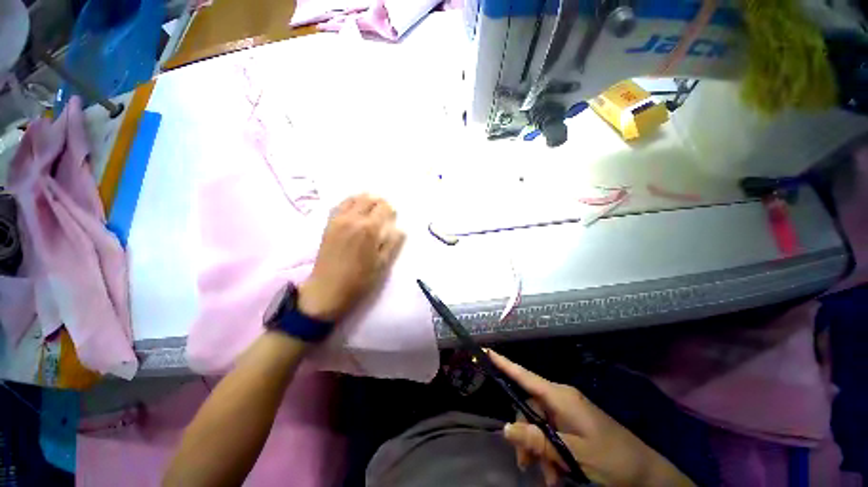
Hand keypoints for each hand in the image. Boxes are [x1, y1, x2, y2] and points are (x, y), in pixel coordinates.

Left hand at [298, 194, 404, 322]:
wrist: (327, 290)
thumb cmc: (358, 282)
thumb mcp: (381, 266)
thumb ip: (392, 244)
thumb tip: (399, 229)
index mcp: (369, 229)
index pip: (383, 207)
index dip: (390, 210)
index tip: (392, 218)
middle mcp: (353, 218)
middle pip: (368, 199)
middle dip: (377, 203)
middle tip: (381, 213)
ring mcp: (338, 220)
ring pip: (353, 198)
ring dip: (363, 200)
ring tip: (368, 210)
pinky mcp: (328, 224)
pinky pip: (339, 205)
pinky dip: (348, 203)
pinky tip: (352, 212)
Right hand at [488, 350, 693, 486]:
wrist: (639, 470)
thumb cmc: (610, 457)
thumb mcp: (572, 452)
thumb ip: (539, 440)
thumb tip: (506, 427)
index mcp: (566, 401)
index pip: (529, 379)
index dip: (507, 366)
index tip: (485, 351)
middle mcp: (566, 405)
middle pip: (529, 412)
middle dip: (525, 440)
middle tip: (526, 465)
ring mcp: (571, 419)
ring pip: (538, 432)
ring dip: (538, 455)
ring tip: (549, 478)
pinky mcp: (575, 432)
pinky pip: (551, 441)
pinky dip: (548, 459)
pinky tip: (555, 477)